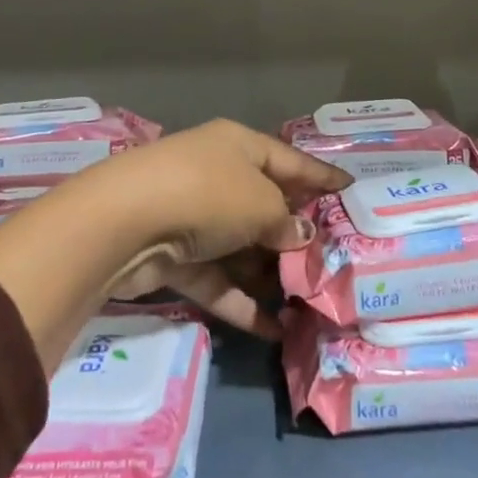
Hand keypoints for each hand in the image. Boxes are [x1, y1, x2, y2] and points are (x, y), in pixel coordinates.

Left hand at [78, 120, 350, 335]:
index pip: (290, 160)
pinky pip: (217, 278)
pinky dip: (241, 302)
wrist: (126, 223)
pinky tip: (274, 330)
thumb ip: (286, 222)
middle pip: (265, 206)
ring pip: (241, 248)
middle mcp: (217, 175)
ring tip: (308, 305)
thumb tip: (300, 235)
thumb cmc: (208, 194)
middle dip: (296, 237)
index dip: (321, 177)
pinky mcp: (174, 257)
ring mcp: (193, 216)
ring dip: (269, 276)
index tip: (351, 191)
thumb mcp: (261, 204)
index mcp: (239, 147)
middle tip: (333, 263)